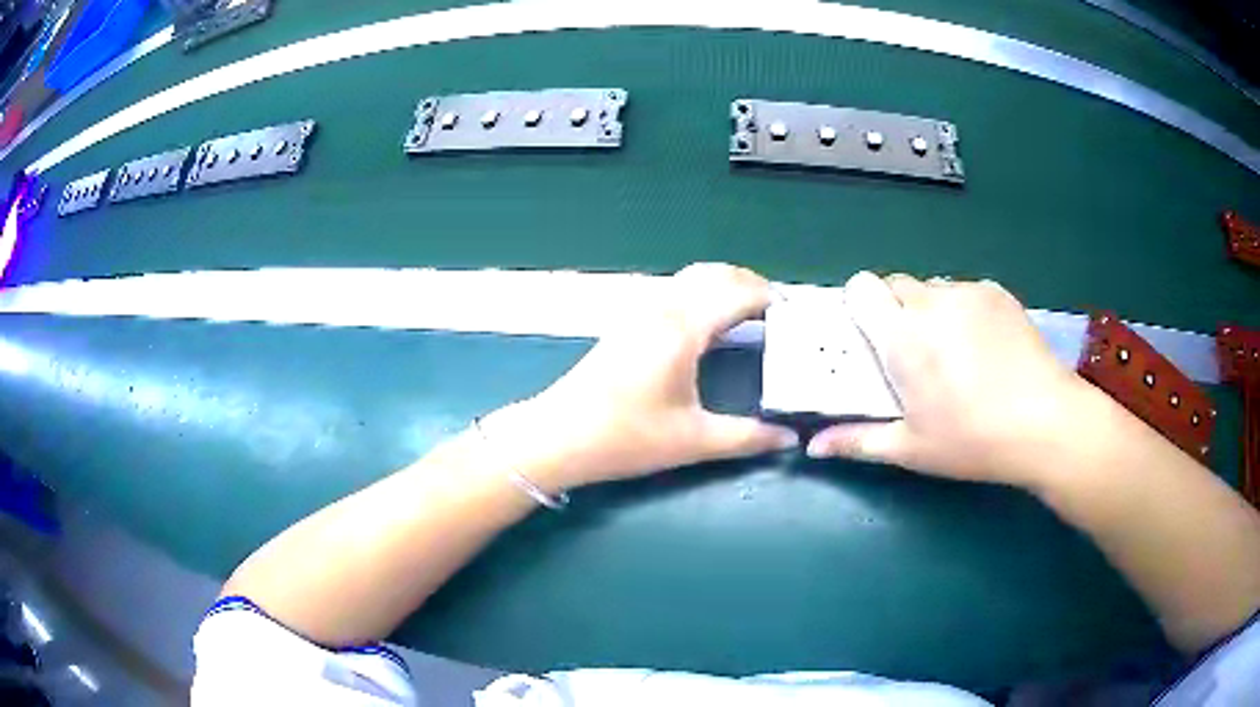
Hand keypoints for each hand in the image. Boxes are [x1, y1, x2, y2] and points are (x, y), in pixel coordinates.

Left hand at [484, 263, 797, 491]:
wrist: (558, 436)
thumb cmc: (626, 437)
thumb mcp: (693, 441)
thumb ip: (747, 438)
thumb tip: (788, 439)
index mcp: (683, 328)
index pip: (738, 293)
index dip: (771, 298)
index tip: (796, 315)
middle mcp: (662, 308)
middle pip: (714, 274)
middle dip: (750, 284)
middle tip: (777, 312)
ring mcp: (639, 311)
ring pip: (690, 278)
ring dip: (723, 285)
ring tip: (749, 314)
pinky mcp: (625, 323)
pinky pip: (673, 291)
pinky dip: (700, 294)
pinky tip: (707, 325)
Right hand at [807, 271, 1105, 486]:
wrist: (1046, 423)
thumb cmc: (973, 440)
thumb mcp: (912, 449)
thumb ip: (858, 441)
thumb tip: (813, 446)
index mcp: (903, 337)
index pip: (862, 287)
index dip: (860, 307)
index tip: (870, 338)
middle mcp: (932, 302)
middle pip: (897, 285)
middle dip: (896, 312)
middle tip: (913, 355)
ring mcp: (969, 292)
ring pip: (933, 288)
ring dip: (931, 311)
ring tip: (954, 353)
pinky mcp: (997, 292)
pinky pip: (965, 292)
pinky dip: (963, 311)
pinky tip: (985, 348)